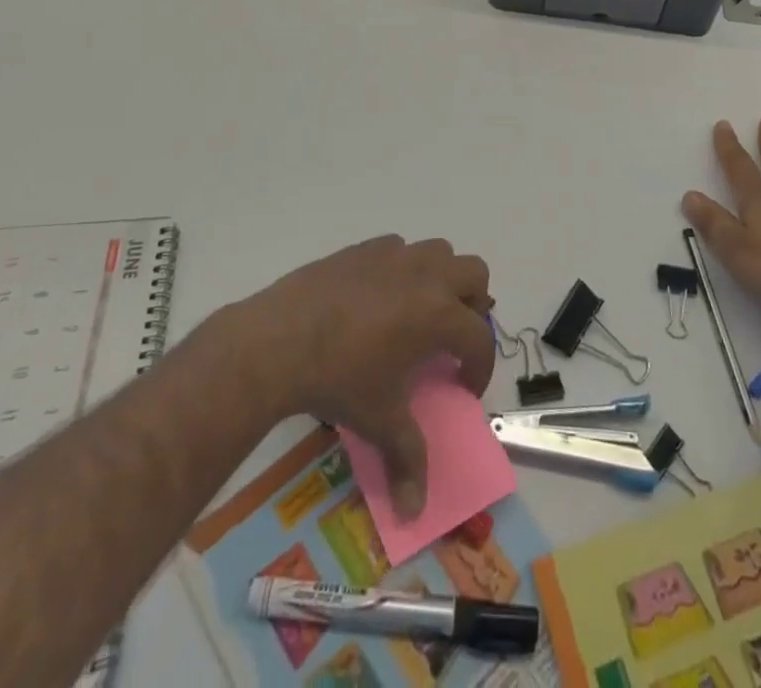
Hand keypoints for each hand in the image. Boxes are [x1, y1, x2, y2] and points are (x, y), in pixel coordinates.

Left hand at [227, 236, 494, 519]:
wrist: (281, 338)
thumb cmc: (339, 379)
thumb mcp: (379, 421)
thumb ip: (407, 460)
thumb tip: (414, 511)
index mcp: (439, 315)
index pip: (479, 339)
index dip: (479, 368)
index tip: (463, 389)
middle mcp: (426, 276)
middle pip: (474, 274)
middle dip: (472, 306)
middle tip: (450, 337)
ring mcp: (394, 256)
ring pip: (439, 251)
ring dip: (441, 278)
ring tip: (418, 311)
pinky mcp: (364, 248)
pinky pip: (398, 248)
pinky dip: (401, 268)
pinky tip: (379, 296)